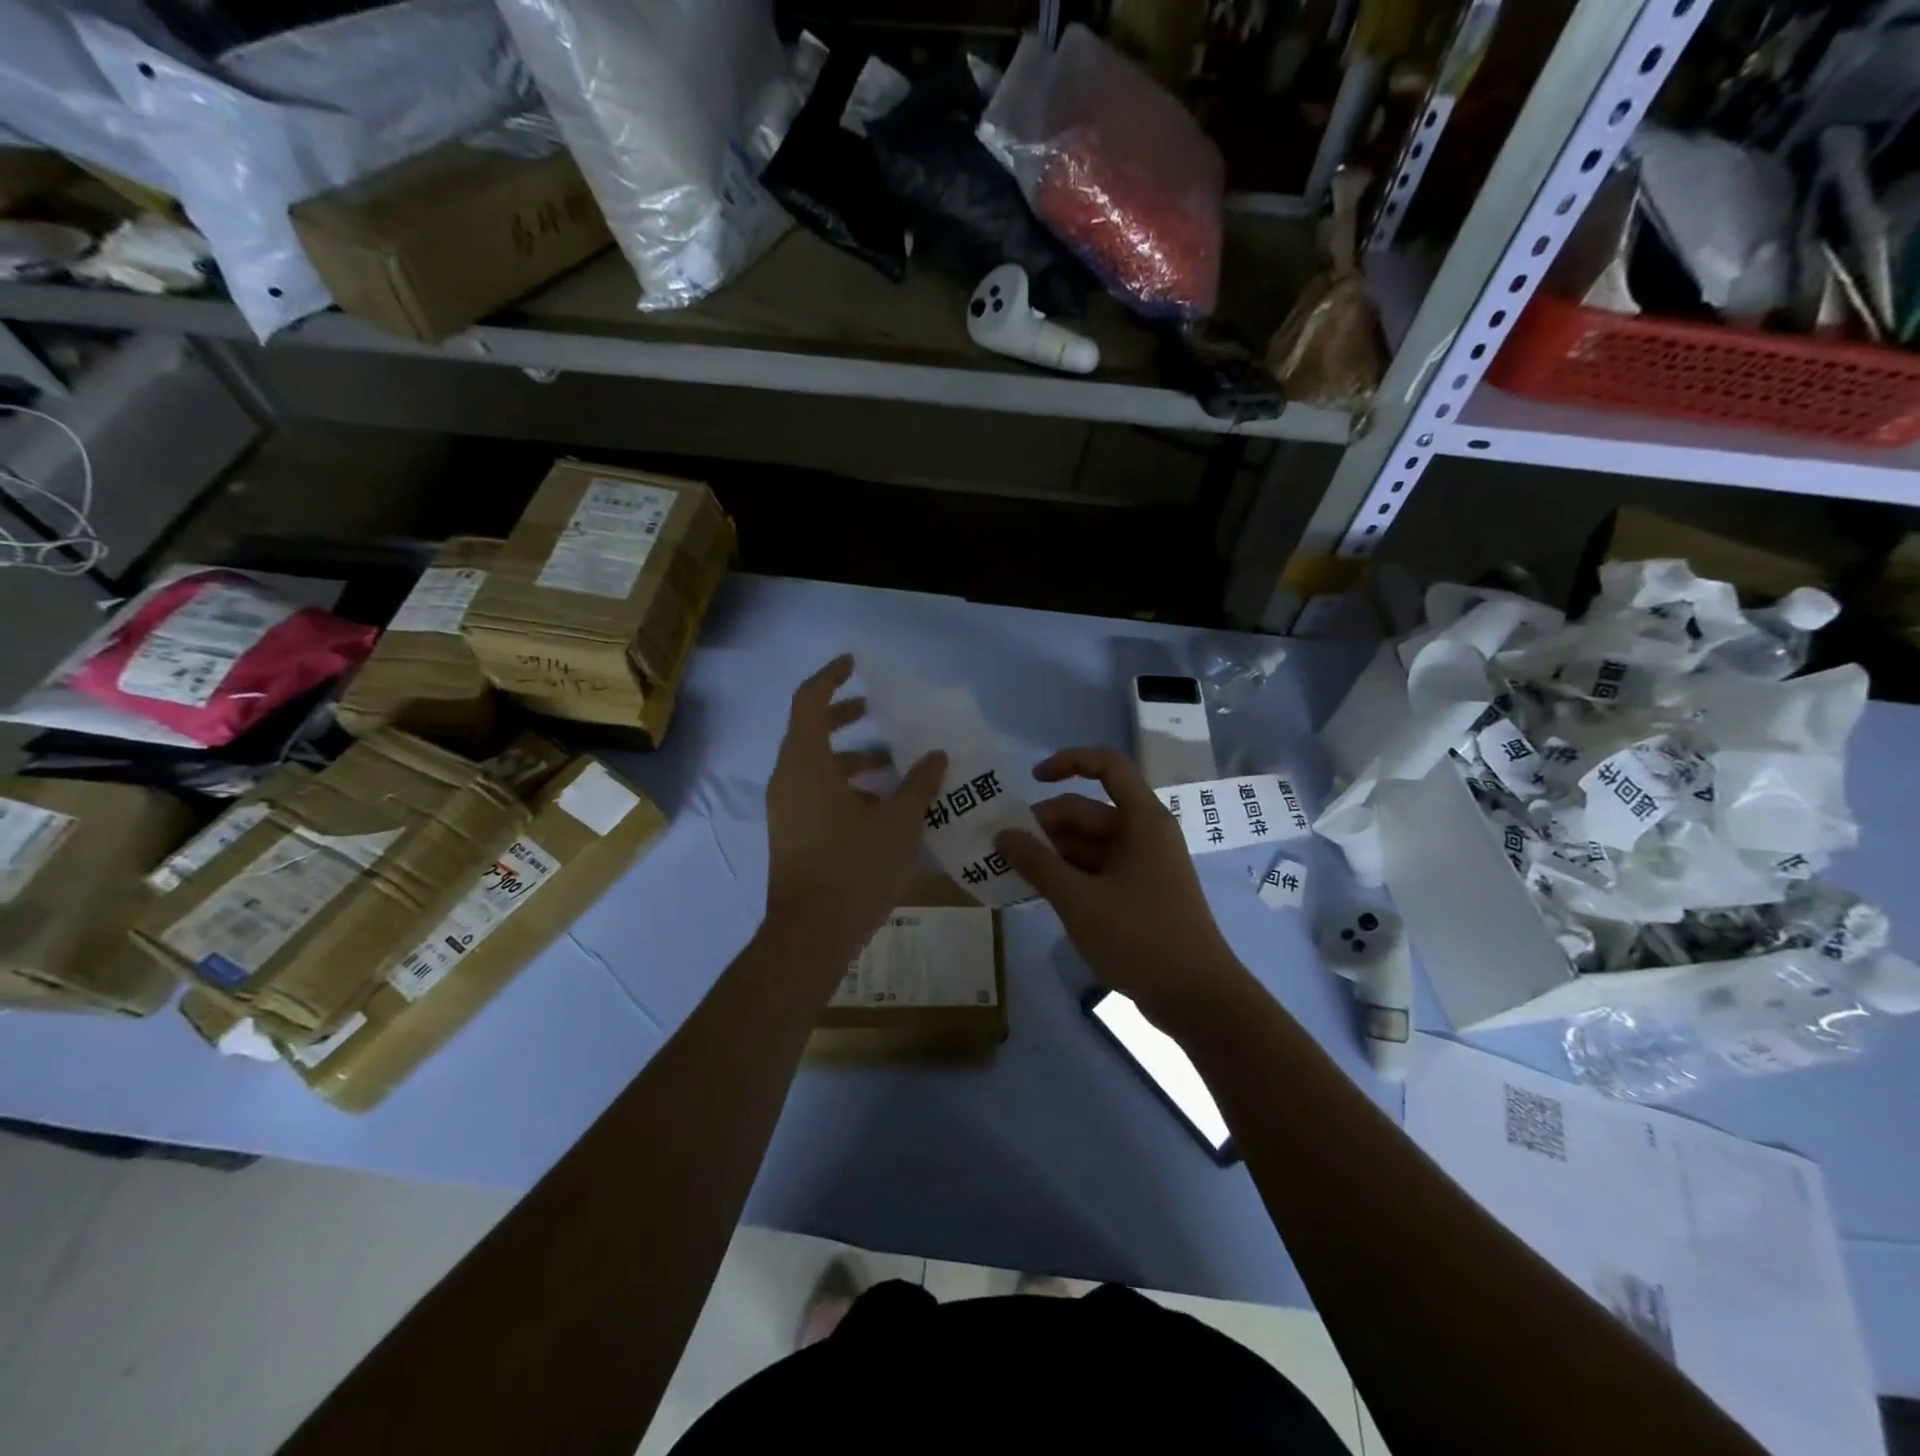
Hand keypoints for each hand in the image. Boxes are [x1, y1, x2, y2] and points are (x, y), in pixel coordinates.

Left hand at [765, 655, 946, 966]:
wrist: (810, 935)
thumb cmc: (854, 869)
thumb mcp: (899, 823)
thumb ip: (919, 784)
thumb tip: (936, 755)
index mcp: (806, 764)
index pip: (809, 700)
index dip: (831, 677)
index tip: (855, 665)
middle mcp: (789, 779)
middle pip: (811, 731)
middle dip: (845, 717)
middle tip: (879, 711)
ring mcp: (786, 809)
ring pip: (816, 766)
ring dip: (852, 758)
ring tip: (895, 764)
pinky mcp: (792, 833)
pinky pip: (816, 792)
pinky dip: (845, 786)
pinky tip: (882, 805)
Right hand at [996, 747, 1249, 1031]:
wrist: (1197, 998)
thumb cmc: (1141, 938)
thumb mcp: (1079, 900)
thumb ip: (1036, 863)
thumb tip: (1002, 835)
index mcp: (1142, 820)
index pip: (1107, 765)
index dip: (1068, 762)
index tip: (1030, 780)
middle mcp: (1144, 834)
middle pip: (1089, 811)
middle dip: (1045, 824)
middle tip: (1002, 846)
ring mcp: (1142, 866)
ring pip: (1088, 844)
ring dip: (1052, 853)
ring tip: (1010, 871)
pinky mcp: (1138, 894)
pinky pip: (1096, 870)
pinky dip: (1068, 876)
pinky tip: (1037, 892)